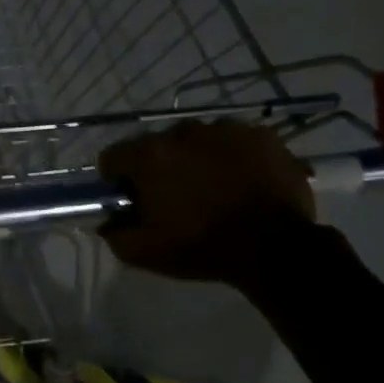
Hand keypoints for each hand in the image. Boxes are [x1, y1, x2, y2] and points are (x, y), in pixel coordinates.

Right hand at [98, 120, 315, 283]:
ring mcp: (226, 129)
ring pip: (198, 140)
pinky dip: (233, 157)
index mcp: (150, 156)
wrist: (275, 248)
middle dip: (160, 168)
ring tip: (215, 190)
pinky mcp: (261, 135)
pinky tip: (243, 182)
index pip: (113, 157)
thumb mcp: (144, 253)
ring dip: (197, 159)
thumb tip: (107, 220)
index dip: (117, 180)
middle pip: (157, 146)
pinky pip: (235, 141)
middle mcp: (184, 132)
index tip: (133, 200)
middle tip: (176, 199)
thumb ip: (114, 233)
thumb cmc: (202, 248)